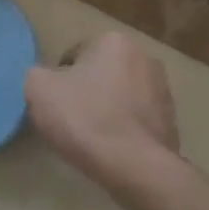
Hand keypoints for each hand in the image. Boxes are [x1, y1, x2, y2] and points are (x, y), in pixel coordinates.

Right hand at [25, 33, 185, 209]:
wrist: (136, 168)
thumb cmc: (85, 119)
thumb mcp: (38, 90)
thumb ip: (36, 75)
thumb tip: (46, 81)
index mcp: (113, 41)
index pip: (73, 55)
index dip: (58, 80)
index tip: (54, 104)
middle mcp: (144, 57)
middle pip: (100, 73)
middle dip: (85, 92)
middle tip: (69, 119)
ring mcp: (163, 90)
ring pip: (119, 96)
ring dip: (106, 110)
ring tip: (91, 137)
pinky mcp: (172, 121)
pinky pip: (136, 120)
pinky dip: (123, 129)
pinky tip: (111, 149)